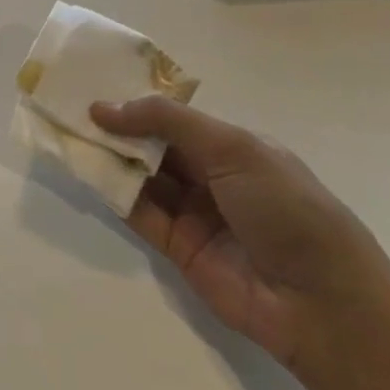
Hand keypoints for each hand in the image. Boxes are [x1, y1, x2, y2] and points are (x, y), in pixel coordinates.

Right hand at [91, 96, 389, 376]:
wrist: (322, 305)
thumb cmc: (287, 209)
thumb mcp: (234, 149)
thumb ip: (168, 122)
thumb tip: (103, 107)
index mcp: (234, 146)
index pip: (176, 117)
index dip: (137, 101)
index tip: (95, 85)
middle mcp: (211, 175)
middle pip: (154, 144)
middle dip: (117, 127)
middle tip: (69, 108)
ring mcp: (193, 212)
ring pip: (141, 176)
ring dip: (109, 158)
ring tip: (67, 134)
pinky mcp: (176, 247)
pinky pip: (138, 212)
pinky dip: (113, 193)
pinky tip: (85, 172)